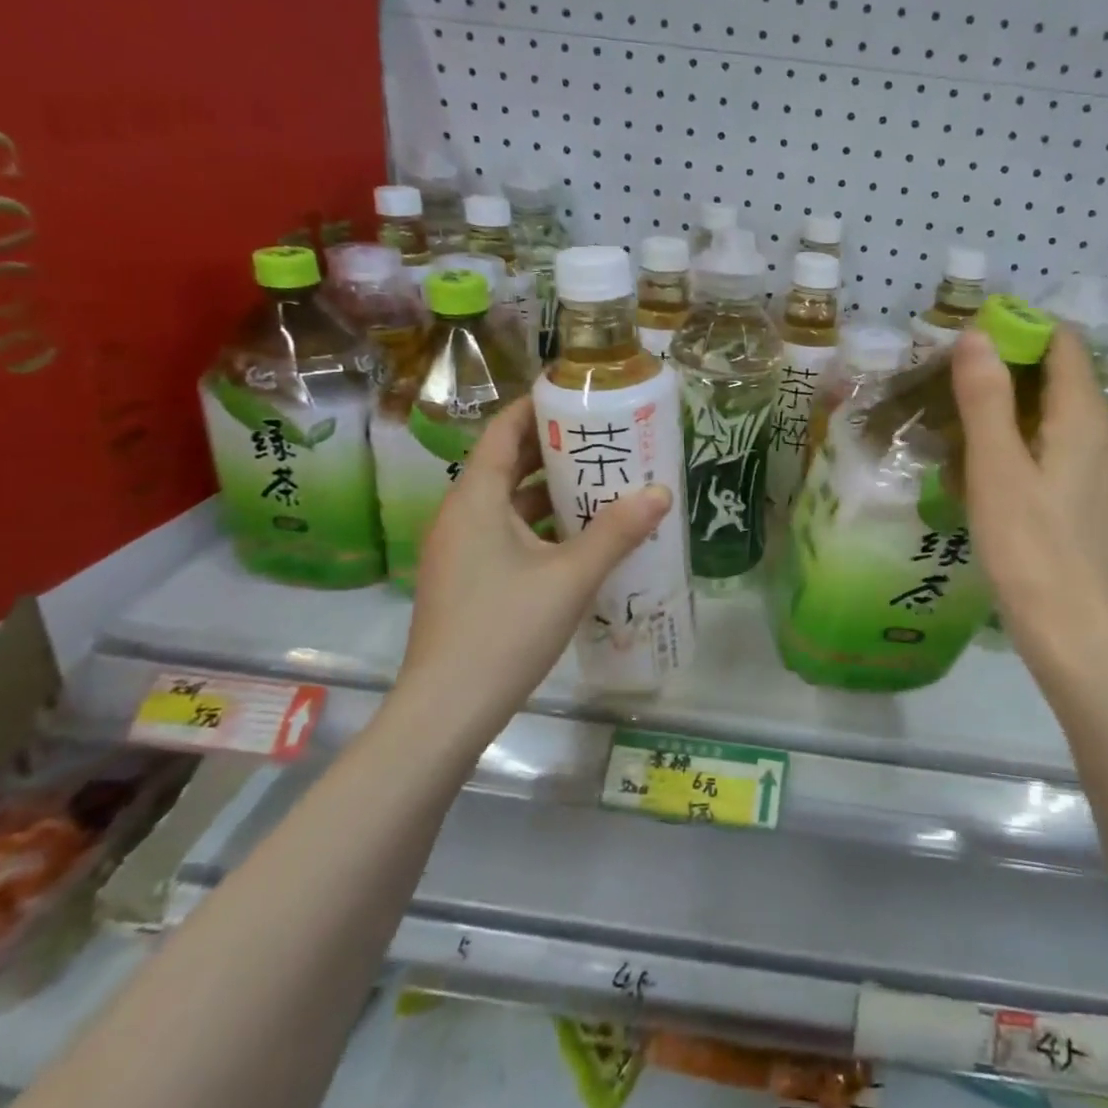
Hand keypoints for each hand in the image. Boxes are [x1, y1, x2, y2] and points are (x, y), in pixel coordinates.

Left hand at [395, 396, 670, 733]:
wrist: (446, 710)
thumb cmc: (505, 630)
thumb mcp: (571, 577)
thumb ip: (617, 532)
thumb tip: (661, 492)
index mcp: (475, 499)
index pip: (503, 431)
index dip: (537, 407)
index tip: (579, 397)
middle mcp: (460, 515)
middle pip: (507, 464)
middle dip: (554, 450)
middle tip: (605, 441)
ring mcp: (458, 550)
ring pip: (507, 503)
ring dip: (549, 492)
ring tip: (601, 486)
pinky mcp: (465, 579)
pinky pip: (504, 534)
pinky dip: (538, 526)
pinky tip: (578, 541)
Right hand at [951, 328, 1107, 686]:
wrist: (1073, 631)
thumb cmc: (1030, 547)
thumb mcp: (997, 468)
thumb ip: (986, 398)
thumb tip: (977, 333)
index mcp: (1085, 415)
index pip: (1061, 342)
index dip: (1017, 332)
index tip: (966, 347)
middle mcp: (1103, 431)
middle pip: (1056, 375)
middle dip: (1004, 371)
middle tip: (949, 387)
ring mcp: (1099, 467)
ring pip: (1052, 414)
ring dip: (1007, 409)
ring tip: (957, 427)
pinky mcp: (1088, 497)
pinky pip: (1054, 447)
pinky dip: (1020, 442)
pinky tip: (985, 471)